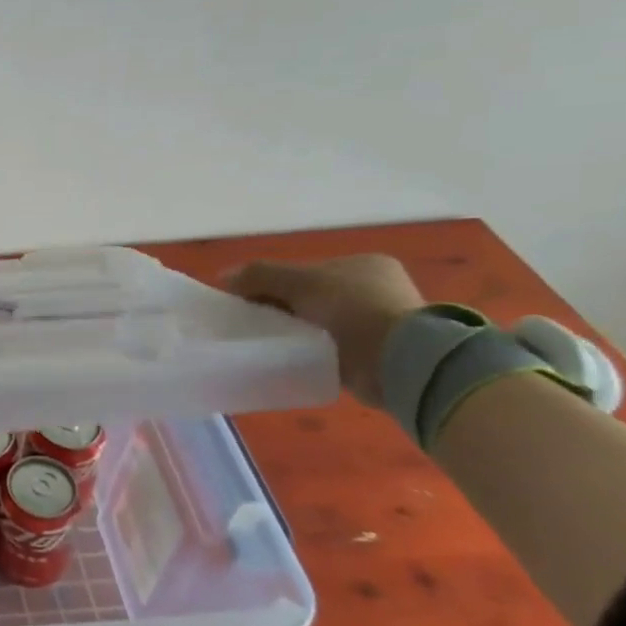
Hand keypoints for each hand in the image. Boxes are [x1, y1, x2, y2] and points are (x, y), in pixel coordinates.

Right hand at [222, 255, 425, 406]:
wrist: (400, 360)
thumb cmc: (353, 309)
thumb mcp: (299, 282)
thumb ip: (260, 275)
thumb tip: (225, 277)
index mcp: (363, 265)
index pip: (307, 271)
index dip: (274, 283)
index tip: (248, 301)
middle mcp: (376, 289)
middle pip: (312, 297)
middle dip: (284, 309)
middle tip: (255, 324)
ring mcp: (381, 323)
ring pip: (321, 324)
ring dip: (298, 333)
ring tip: (270, 344)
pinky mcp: (378, 355)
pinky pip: (332, 350)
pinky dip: (312, 353)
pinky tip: (293, 359)